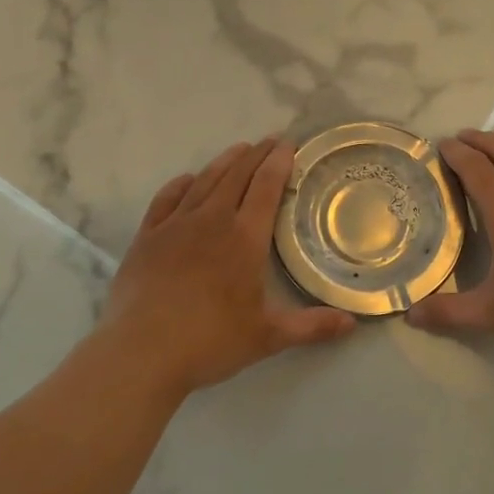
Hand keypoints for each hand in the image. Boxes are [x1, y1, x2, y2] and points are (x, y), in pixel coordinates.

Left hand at [95, 139, 355, 398]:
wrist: (141, 352)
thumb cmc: (209, 342)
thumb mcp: (267, 337)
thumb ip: (311, 326)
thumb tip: (353, 323)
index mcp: (244, 238)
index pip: (266, 188)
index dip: (278, 163)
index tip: (288, 146)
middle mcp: (211, 221)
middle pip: (237, 176)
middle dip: (256, 155)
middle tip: (269, 141)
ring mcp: (175, 225)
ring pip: (204, 181)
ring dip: (224, 162)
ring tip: (238, 150)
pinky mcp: (146, 237)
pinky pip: (166, 199)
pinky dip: (181, 184)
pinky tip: (188, 179)